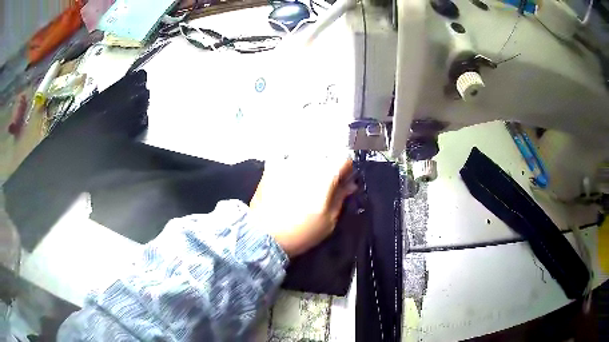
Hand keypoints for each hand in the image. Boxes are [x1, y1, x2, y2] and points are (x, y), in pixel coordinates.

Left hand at [249, 155, 356, 256]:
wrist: (264, 236)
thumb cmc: (301, 232)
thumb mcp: (329, 221)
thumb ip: (341, 198)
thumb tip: (350, 184)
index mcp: (325, 175)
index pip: (344, 159)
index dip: (346, 170)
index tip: (343, 181)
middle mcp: (307, 162)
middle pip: (326, 154)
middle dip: (329, 166)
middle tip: (324, 184)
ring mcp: (287, 162)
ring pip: (306, 153)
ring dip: (310, 163)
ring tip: (305, 181)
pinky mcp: (271, 166)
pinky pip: (285, 155)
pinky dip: (289, 160)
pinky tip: (288, 174)